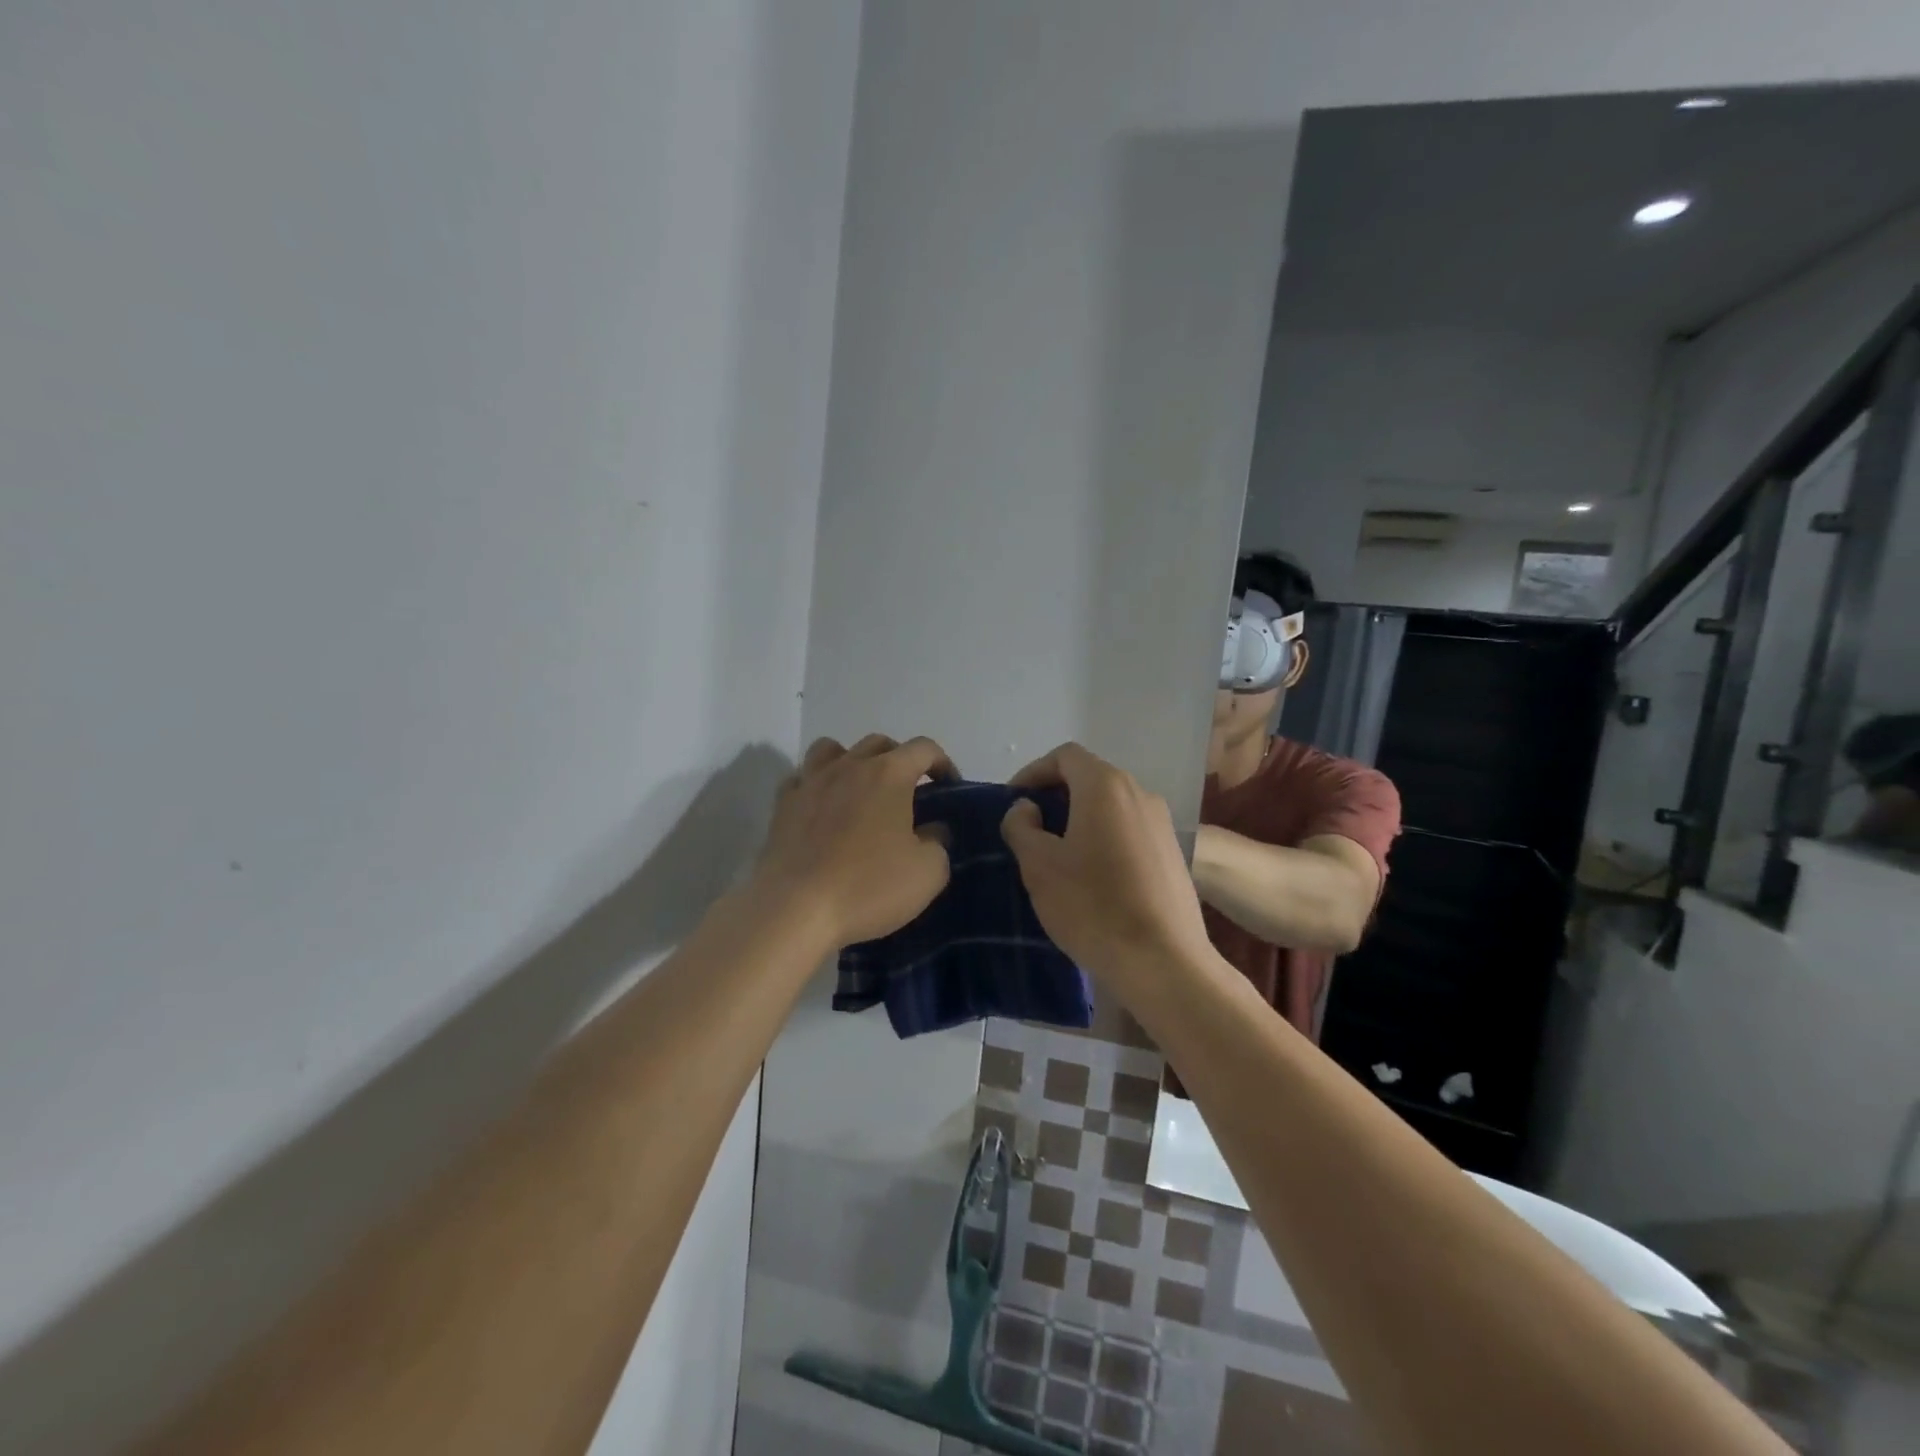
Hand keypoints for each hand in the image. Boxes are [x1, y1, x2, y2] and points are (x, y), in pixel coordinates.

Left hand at [757, 734, 956, 947]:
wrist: (795, 910)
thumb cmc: (868, 886)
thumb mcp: (928, 872)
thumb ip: (939, 842)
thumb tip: (932, 830)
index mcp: (889, 774)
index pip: (924, 748)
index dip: (942, 763)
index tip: (949, 787)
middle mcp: (849, 766)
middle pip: (878, 743)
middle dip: (900, 760)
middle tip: (908, 793)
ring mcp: (810, 783)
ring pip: (832, 750)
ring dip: (852, 761)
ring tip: (860, 790)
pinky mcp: (782, 806)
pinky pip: (802, 779)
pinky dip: (816, 786)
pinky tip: (822, 809)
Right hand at [1000, 743, 1213, 983]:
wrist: (1162, 960)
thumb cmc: (1092, 905)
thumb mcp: (1039, 865)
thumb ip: (1021, 826)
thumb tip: (1026, 808)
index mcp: (1105, 786)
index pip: (1065, 756)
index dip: (1033, 772)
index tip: (1013, 802)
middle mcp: (1139, 793)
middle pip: (1090, 778)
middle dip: (1056, 796)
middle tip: (1030, 829)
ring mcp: (1161, 823)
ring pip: (1111, 806)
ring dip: (1080, 819)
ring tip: (1058, 854)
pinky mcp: (1173, 853)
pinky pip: (1129, 830)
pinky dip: (1104, 838)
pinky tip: (1092, 876)